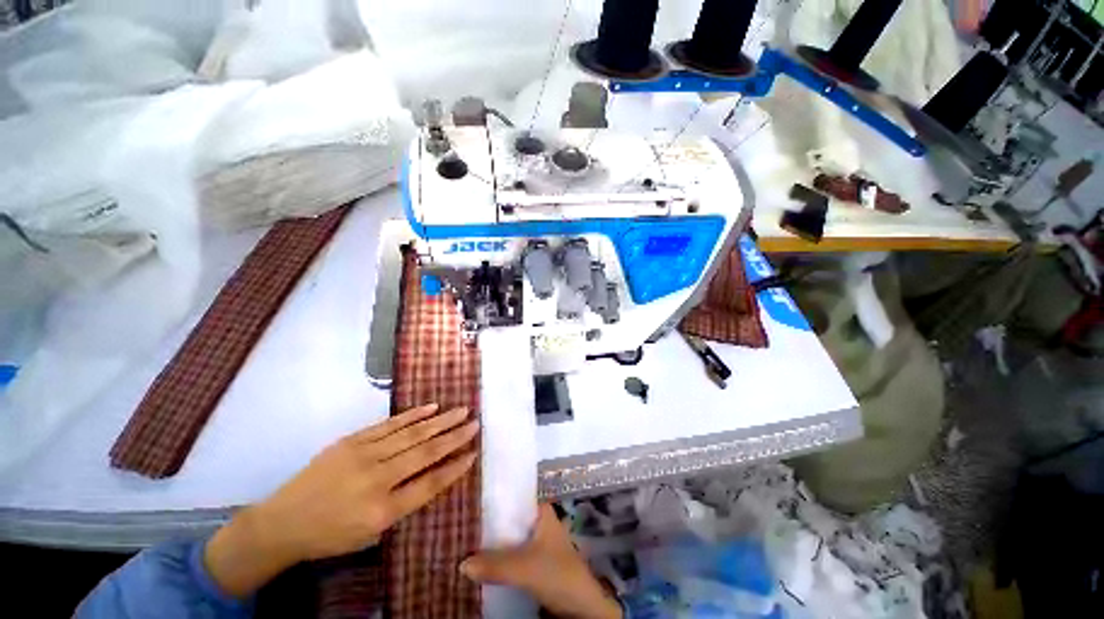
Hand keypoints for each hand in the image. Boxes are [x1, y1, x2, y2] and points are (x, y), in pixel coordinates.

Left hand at [205, 404, 478, 597]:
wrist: (284, 521)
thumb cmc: (332, 534)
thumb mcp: (372, 532)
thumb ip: (406, 503)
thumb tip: (436, 474)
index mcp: (383, 510)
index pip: (430, 484)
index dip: (455, 467)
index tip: (474, 453)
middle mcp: (377, 479)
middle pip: (426, 452)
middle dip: (454, 436)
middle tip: (475, 422)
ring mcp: (364, 455)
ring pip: (412, 433)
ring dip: (440, 421)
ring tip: (461, 410)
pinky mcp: (353, 440)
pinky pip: (390, 424)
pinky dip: (413, 415)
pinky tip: (431, 408)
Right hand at [460, 504, 622, 618]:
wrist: (581, 606)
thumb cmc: (557, 573)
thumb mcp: (524, 567)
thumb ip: (495, 565)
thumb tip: (461, 563)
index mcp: (541, 510)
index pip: (514, 498)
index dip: (493, 501)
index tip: (470, 503)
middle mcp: (539, 521)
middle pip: (509, 519)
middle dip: (489, 525)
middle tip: (462, 525)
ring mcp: (537, 542)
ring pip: (510, 538)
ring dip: (492, 544)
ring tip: (465, 542)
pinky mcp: (534, 561)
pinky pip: (512, 555)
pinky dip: (498, 558)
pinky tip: (481, 562)